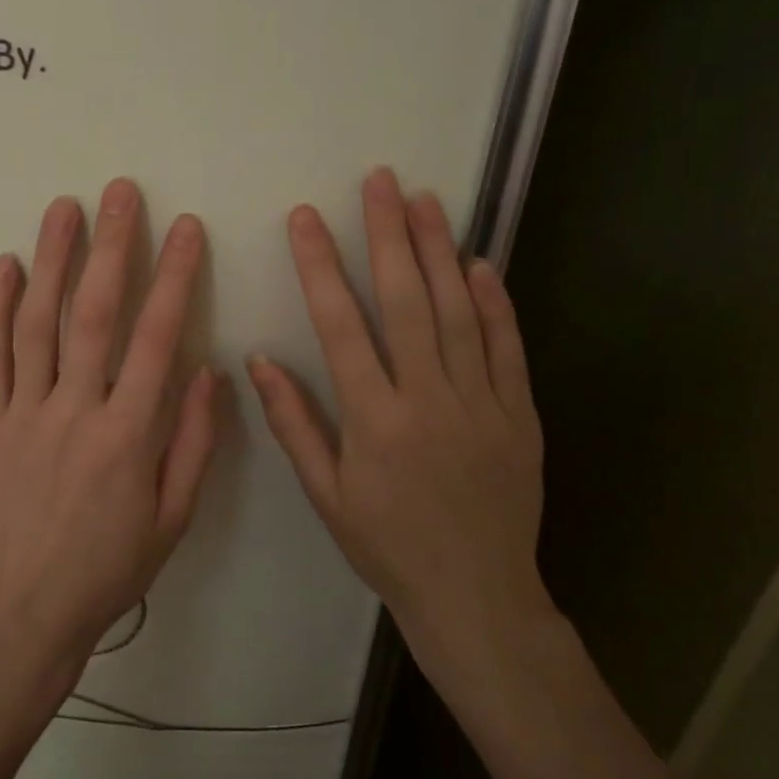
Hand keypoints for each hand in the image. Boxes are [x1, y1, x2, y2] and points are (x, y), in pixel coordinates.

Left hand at [0, 178, 222, 683]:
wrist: (23, 611)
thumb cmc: (108, 568)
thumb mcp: (173, 519)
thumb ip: (193, 442)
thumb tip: (207, 371)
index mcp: (127, 436)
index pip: (156, 338)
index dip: (174, 277)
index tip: (185, 228)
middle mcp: (74, 411)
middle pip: (93, 314)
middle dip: (111, 247)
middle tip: (120, 193)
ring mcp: (24, 412)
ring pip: (37, 322)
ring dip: (51, 259)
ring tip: (63, 208)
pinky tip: (5, 264)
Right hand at [248, 167, 553, 687]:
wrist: (477, 597)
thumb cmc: (387, 545)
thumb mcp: (325, 494)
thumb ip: (293, 423)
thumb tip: (259, 360)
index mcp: (374, 419)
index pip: (340, 325)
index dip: (319, 266)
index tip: (305, 219)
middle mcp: (428, 399)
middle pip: (405, 301)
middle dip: (388, 235)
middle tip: (380, 181)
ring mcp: (481, 403)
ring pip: (457, 312)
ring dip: (439, 251)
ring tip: (426, 200)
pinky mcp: (519, 414)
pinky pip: (507, 348)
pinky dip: (495, 303)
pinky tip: (480, 263)